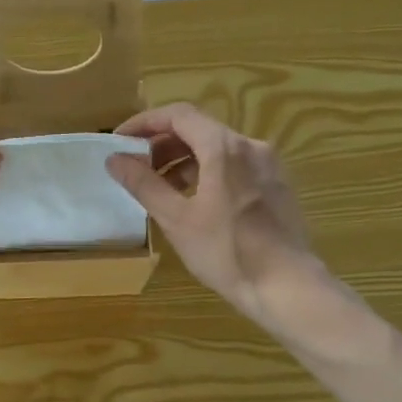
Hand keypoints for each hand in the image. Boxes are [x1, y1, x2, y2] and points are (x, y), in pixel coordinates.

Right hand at [106, 103, 332, 332]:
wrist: (287, 286)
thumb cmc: (226, 252)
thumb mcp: (176, 219)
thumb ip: (143, 184)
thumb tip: (114, 159)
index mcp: (224, 148)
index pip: (178, 115)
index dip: (144, 122)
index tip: (119, 141)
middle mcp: (250, 146)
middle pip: (199, 129)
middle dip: (162, 144)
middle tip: (135, 167)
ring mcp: (268, 165)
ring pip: (217, 148)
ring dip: (184, 160)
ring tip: (160, 188)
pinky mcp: (276, 185)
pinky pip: (234, 165)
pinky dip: (207, 172)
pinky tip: (193, 201)